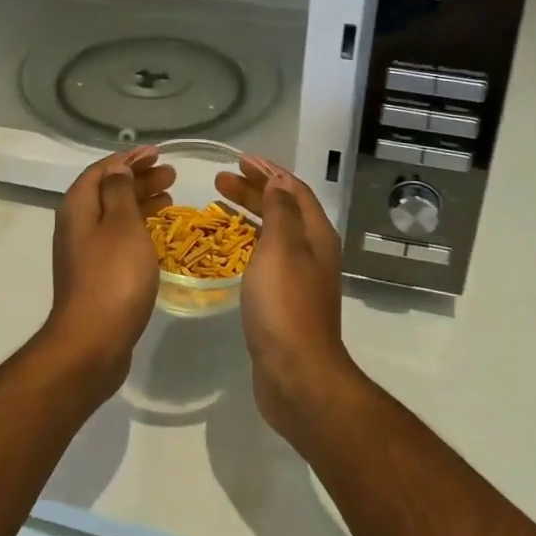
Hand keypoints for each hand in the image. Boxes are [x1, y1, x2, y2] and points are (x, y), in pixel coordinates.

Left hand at [43, 147, 173, 394]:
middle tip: (171, 175)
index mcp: (78, 207)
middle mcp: (76, 225)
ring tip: (170, 199)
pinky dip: (138, 228)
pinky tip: (157, 235)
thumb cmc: (113, 275)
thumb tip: (116, 167)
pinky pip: (117, 239)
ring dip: (140, 203)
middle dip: (138, 179)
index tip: (157, 153)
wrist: (92, 342)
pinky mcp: (95, 275)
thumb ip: (119, 191)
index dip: (129, 158)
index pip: (102, 170)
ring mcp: (84, 253)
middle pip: (108, 191)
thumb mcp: (122, 224)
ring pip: (114, 216)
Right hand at [214, 157, 357, 445]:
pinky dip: (247, 243)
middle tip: (219, 181)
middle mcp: (312, 252)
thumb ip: (280, 211)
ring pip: (273, 234)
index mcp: (316, 235)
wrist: (297, 375)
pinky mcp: (284, 302)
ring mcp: (300, 279)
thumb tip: (278, 182)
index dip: (269, 172)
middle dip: (254, 191)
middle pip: (283, 209)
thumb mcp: (281, 247)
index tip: (240, 160)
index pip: (294, 190)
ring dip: (249, 215)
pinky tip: (229, 249)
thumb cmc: (286, 304)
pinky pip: (265, 258)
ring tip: (219, 206)